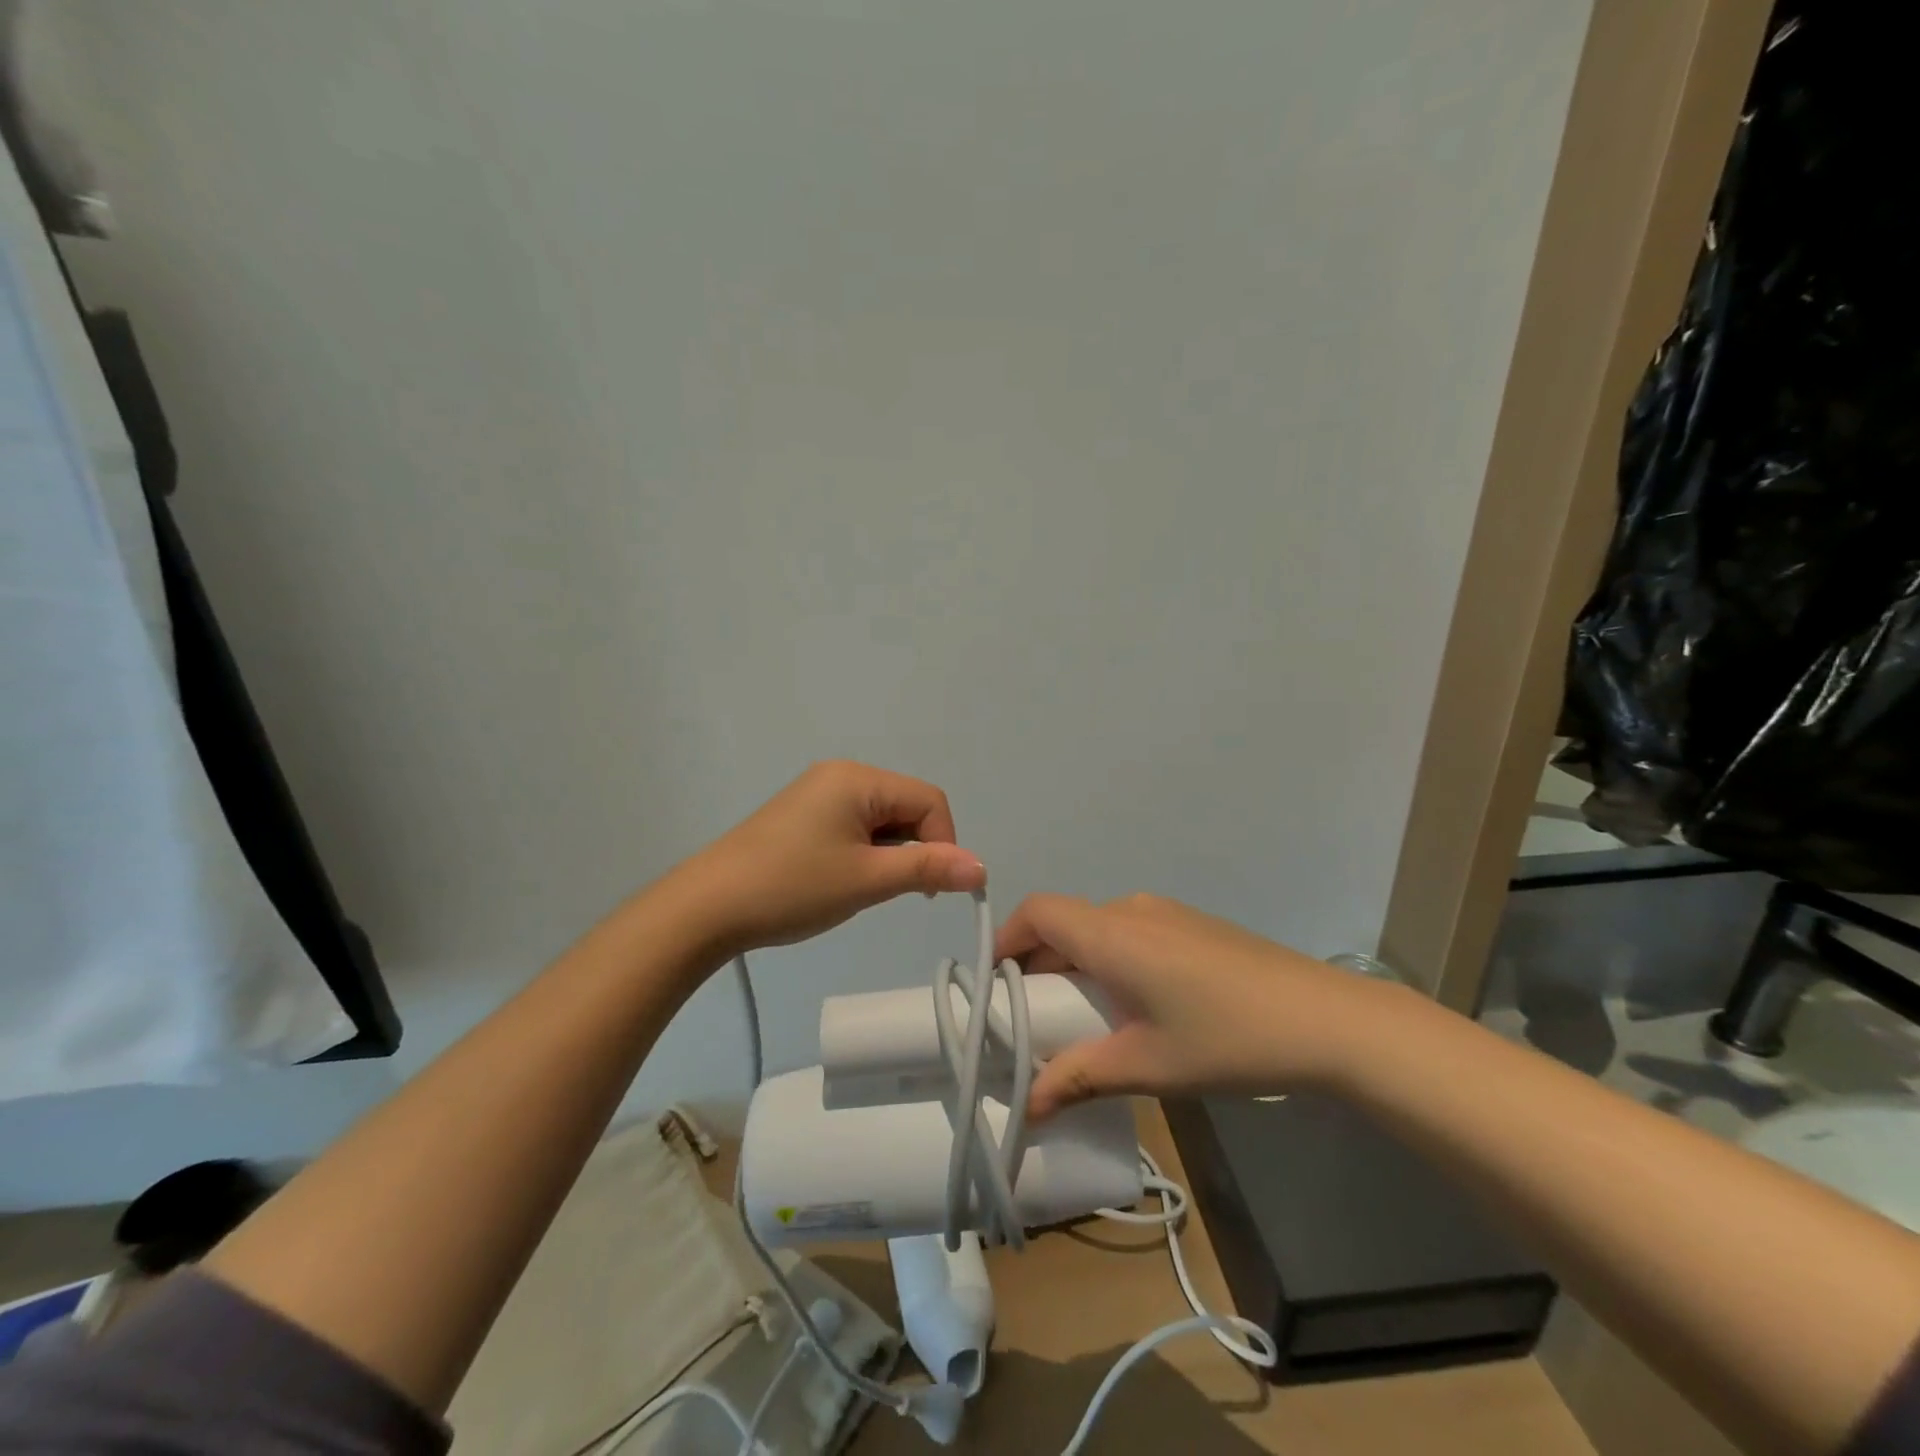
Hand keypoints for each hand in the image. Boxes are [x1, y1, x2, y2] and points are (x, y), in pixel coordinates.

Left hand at [681, 761, 985, 957]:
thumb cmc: (792, 887)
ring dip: (889, 853)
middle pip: (907, 806)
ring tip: (863, 888)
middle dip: (915, 848)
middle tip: (894, 892)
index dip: (943, 842)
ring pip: (882, 819)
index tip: (926, 888)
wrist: (708, 906)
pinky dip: (865, 852)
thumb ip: (928, 869)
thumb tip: (982, 868)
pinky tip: (843, 879)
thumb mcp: (867, 880)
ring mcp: (819, 792)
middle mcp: (841, 775)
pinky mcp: (804, 814)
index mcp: (859, 779)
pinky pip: (855, 825)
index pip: (930, 801)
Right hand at [994, 892, 1385, 1118]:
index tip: (994, 986)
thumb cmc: (1226, 1038)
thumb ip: (1078, 1078)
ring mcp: (1167, 913)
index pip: (1037, 911)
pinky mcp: (1193, 925)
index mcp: (1112, 933)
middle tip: (1032, 1017)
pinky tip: (1134, 1005)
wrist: (1326, 1020)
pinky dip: (1110, 958)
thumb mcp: (1146, 1065)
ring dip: (1077, 963)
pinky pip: (1130, 931)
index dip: (1006, 938)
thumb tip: (1027, 1106)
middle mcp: (1132, 910)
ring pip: (1098, 927)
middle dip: (1038, 963)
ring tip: (1081, 1018)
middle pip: (1065, 922)